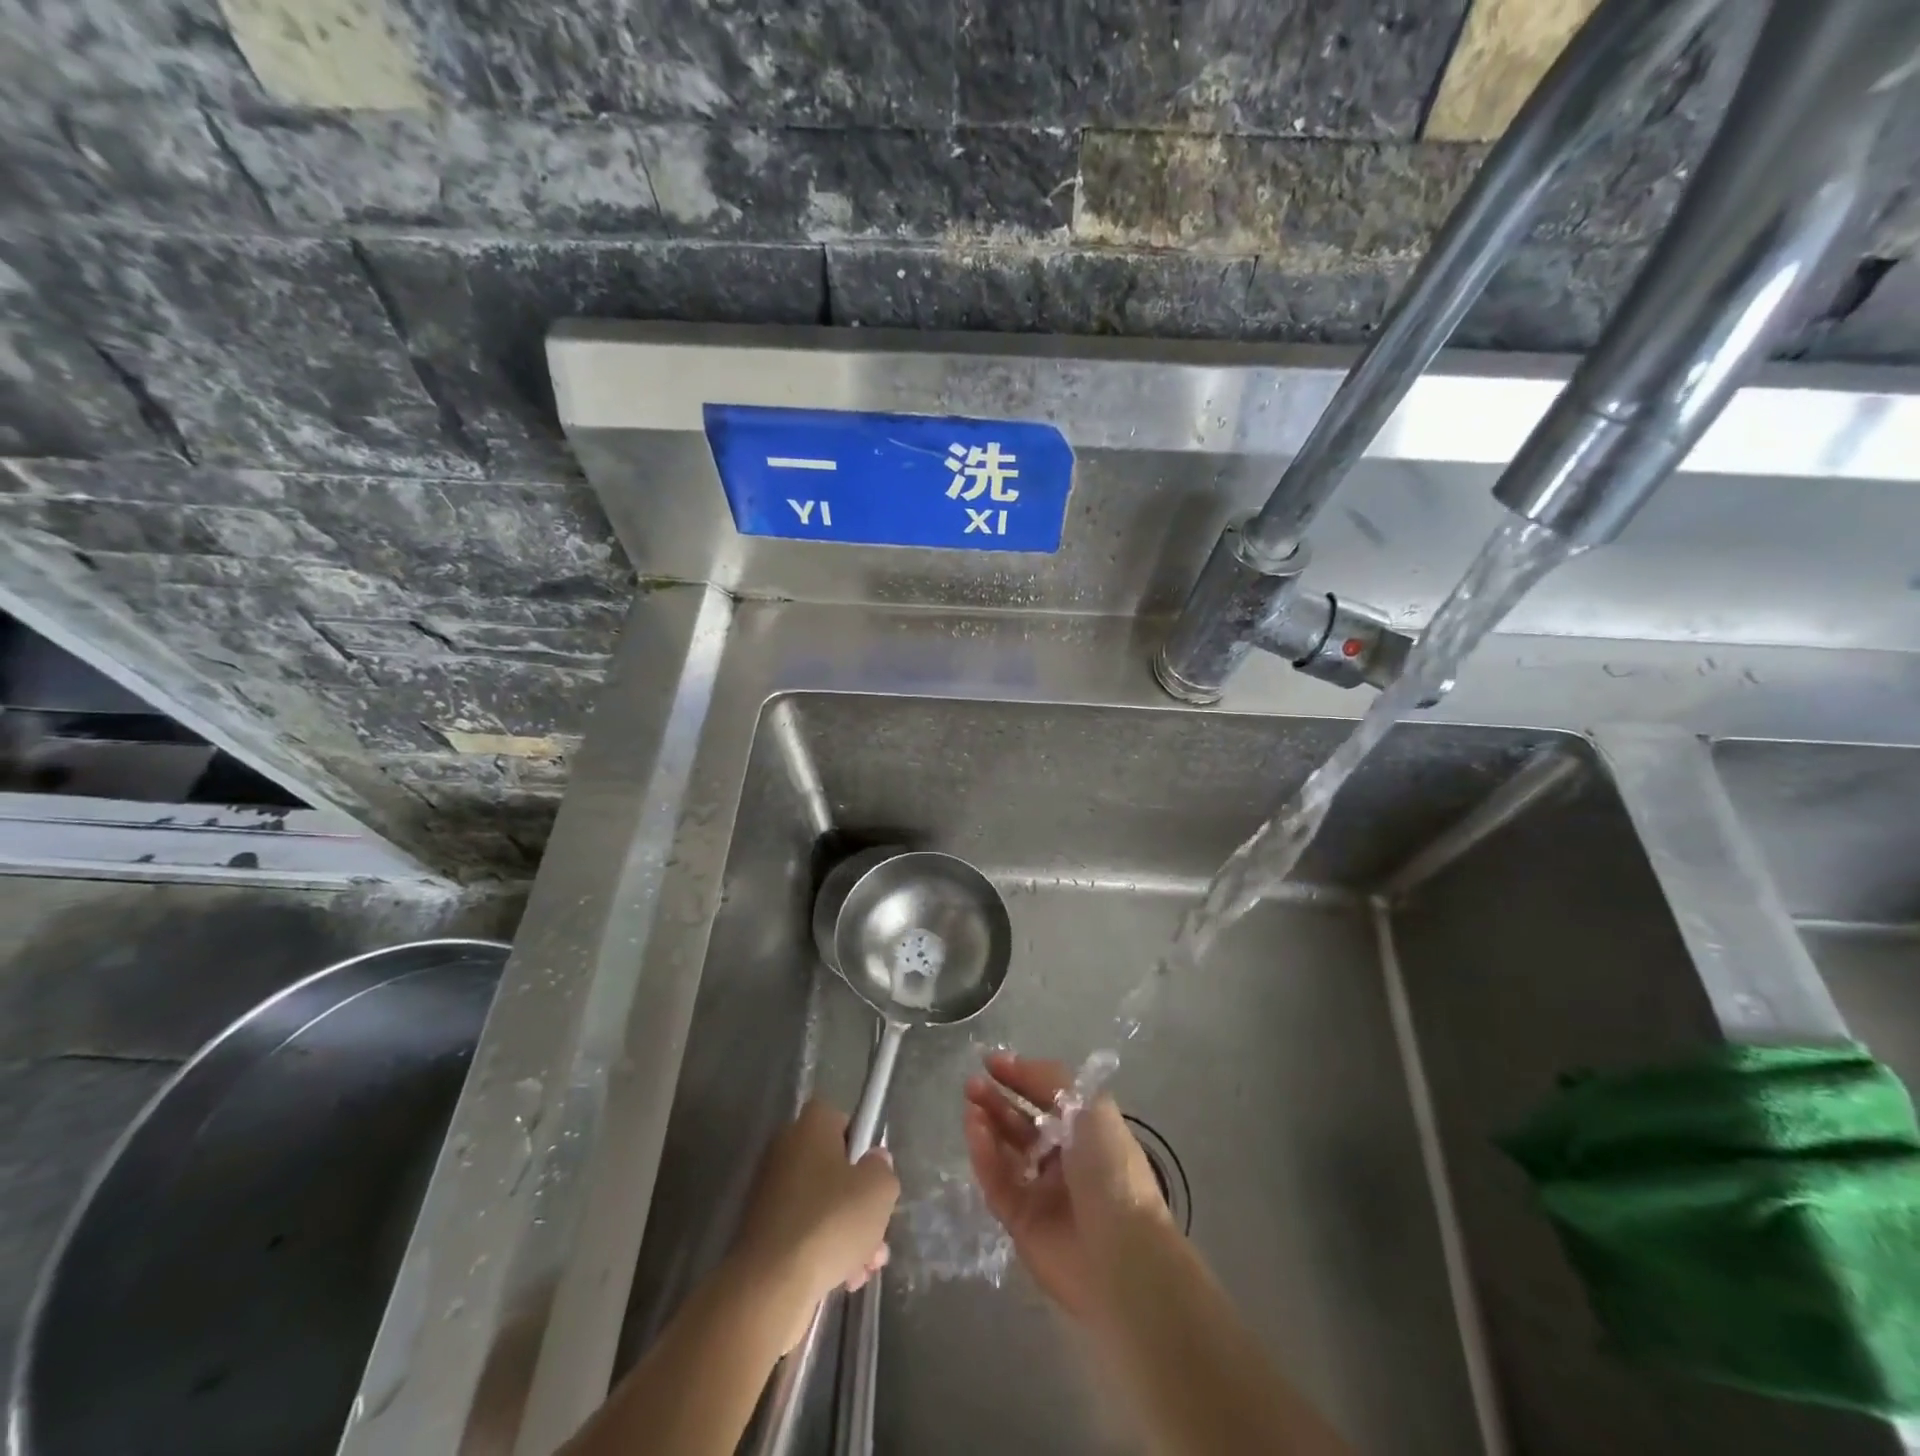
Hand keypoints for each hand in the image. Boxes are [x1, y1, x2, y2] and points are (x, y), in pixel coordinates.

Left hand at [728, 1099, 899, 1350]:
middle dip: (860, 1202)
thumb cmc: (830, 1221)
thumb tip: (874, 1161)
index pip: (840, 1120)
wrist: (770, 1285)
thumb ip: (883, 1169)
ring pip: (821, 1204)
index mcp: (810, 1126)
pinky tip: (843, 1279)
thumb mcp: (878, 1190)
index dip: (861, 1144)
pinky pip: (802, 1230)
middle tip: (878, 1233)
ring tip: (865, 1268)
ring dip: (847, 1232)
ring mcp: (769, 1192)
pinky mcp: (761, 1231)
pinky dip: (822, 1249)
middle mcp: (785, 1150)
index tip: (873, 1175)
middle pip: (834, 1167)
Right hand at [964, 1051, 1171, 1319]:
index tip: (992, 1062)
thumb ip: (1051, 1081)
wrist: (1121, 1255)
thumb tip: (1016, 1064)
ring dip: (988, 1125)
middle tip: (972, 1084)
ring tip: (971, 1105)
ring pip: (1005, 1152)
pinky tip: (974, 1131)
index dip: (1021, 1077)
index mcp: (1086, 1132)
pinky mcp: (1020, 1222)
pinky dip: (984, 1156)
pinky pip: (997, 1182)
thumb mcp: (1089, 1108)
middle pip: (1022, 1123)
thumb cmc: (1111, 1170)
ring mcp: (1041, 1192)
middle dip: (998, 1100)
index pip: (1047, 1098)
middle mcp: (1063, 1159)